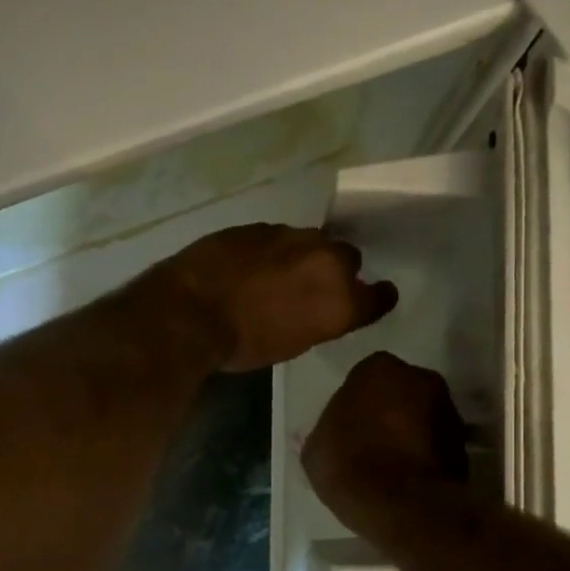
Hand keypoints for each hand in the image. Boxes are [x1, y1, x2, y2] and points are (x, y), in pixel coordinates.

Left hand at [152, 224, 397, 372]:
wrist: (190, 311)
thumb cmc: (242, 345)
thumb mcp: (293, 344)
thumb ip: (318, 320)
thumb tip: (318, 305)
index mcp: (340, 301)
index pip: (379, 296)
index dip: (378, 296)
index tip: (376, 296)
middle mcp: (326, 261)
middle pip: (348, 258)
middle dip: (335, 270)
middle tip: (313, 286)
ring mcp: (292, 236)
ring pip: (312, 242)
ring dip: (302, 256)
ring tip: (279, 273)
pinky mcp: (261, 225)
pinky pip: (278, 237)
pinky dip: (272, 250)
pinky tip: (252, 264)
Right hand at [303, 353, 468, 534]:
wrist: (403, 506)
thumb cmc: (350, 464)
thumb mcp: (315, 449)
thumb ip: (326, 431)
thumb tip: (331, 436)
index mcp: (379, 368)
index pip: (365, 376)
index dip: (357, 402)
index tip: (349, 425)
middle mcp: (420, 378)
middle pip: (400, 392)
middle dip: (389, 411)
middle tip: (371, 440)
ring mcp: (448, 410)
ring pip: (423, 416)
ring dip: (411, 433)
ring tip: (391, 464)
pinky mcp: (465, 445)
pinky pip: (437, 445)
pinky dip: (426, 456)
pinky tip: (408, 479)